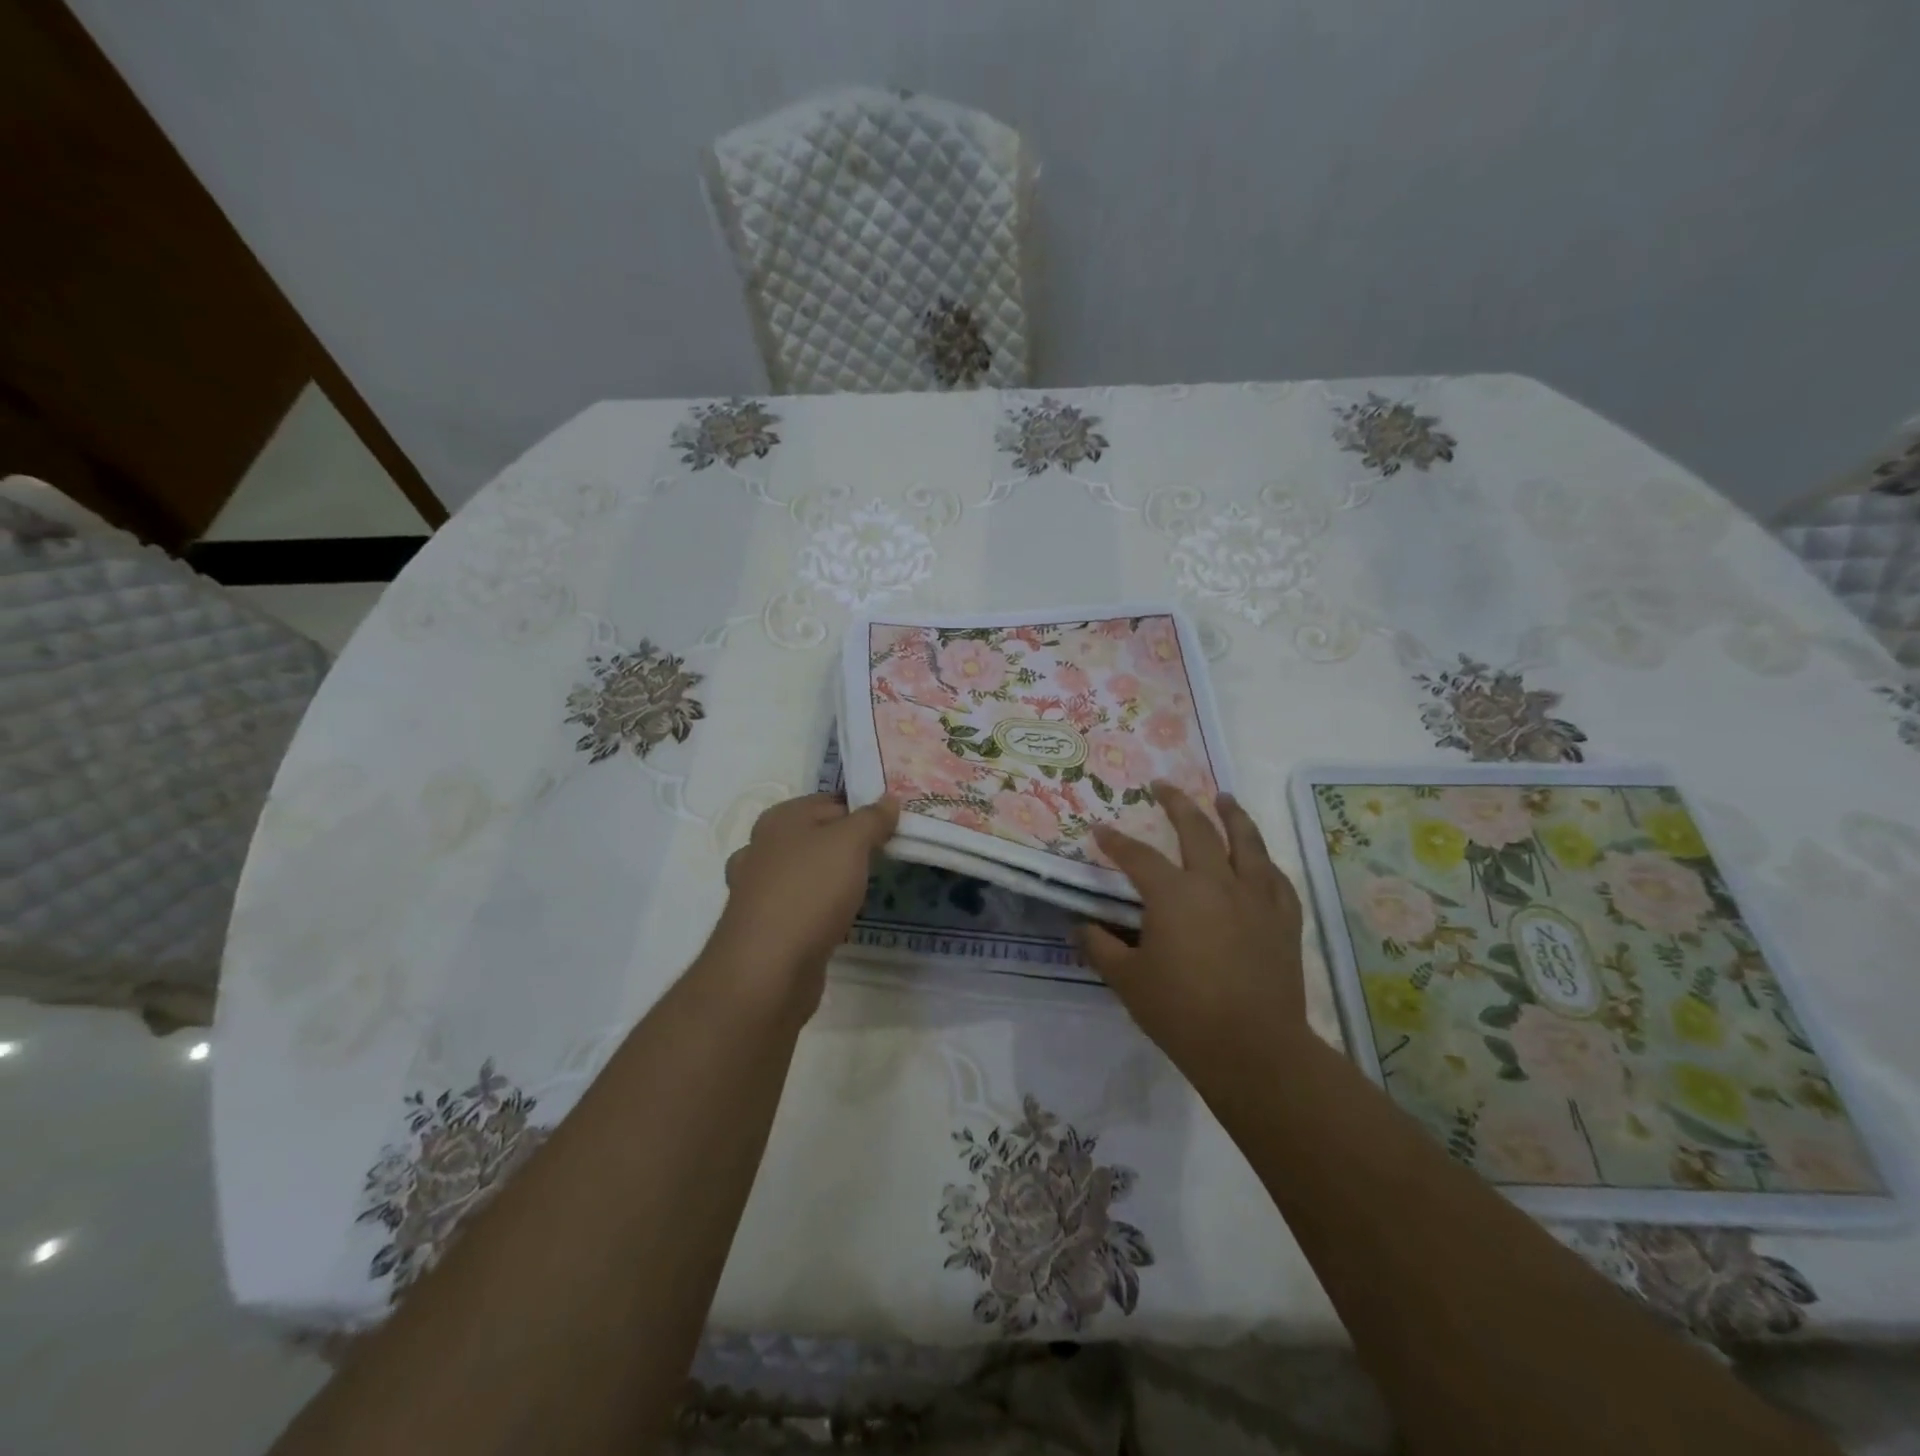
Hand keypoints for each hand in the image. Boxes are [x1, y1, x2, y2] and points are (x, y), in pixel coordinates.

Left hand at [703, 792, 899, 1018]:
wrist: (768, 968)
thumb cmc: (809, 891)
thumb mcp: (850, 843)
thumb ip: (871, 819)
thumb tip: (889, 799)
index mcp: (779, 819)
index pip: (829, 801)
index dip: (862, 809)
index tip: (894, 824)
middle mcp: (762, 848)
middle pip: (815, 836)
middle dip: (848, 843)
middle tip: (886, 854)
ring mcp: (759, 889)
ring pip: (805, 872)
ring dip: (832, 877)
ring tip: (865, 886)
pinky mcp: (765, 926)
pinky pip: (800, 905)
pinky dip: (820, 907)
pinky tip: (840, 918)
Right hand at [1081, 784, 1305, 1071]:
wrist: (1252, 1049)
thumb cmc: (1182, 1012)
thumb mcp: (1127, 981)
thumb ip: (1100, 947)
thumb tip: (1080, 926)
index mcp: (1173, 894)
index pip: (1137, 856)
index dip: (1115, 842)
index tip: (1100, 830)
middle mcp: (1216, 882)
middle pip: (1196, 829)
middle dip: (1176, 803)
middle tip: (1163, 786)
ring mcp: (1255, 898)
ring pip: (1247, 842)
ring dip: (1232, 815)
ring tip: (1224, 798)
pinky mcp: (1283, 920)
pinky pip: (1276, 879)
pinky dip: (1265, 863)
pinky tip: (1261, 859)